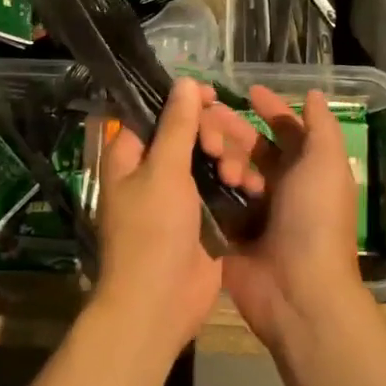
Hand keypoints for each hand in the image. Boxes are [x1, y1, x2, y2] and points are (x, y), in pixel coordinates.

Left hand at [94, 77, 266, 352]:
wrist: (160, 303)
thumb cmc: (152, 231)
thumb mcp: (164, 171)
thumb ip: (177, 125)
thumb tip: (185, 82)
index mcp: (131, 155)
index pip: (156, 112)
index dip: (184, 101)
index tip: (213, 96)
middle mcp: (153, 170)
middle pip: (189, 132)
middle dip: (213, 133)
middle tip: (222, 150)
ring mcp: (180, 194)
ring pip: (210, 158)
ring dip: (231, 159)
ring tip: (239, 176)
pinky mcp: (203, 216)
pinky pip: (223, 187)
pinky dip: (239, 183)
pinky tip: (254, 187)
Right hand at [221, 86, 368, 356]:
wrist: (297, 289)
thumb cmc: (316, 218)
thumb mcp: (327, 163)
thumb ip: (321, 126)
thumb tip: (315, 93)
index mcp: (307, 171)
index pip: (286, 131)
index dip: (270, 109)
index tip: (247, 91)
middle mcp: (280, 187)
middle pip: (251, 147)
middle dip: (232, 129)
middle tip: (206, 117)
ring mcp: (253, 211)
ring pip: (229, 169)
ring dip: (221, 155)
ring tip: (212, 155)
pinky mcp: (228, 232)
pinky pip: (211, 199)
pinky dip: (202, 184)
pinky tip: (187, 168)